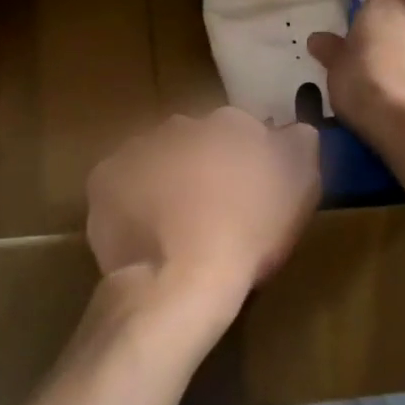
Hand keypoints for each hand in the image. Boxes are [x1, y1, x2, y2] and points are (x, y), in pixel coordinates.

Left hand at [85, 108, 320, 299]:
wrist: (178, 280)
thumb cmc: (247, 237)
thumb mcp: (299, 192)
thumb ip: (301, 148)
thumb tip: (296, 129)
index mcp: (231, 124)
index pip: (244, 131)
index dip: (248, 161)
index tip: (250, 192)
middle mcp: (181, 125)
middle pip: (196, 140)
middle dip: (203, 164)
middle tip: (211, 208)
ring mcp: (137, 147)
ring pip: (156, 157)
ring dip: (166, 178)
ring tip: (174, 223)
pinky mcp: (103, 177)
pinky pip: (122, 181)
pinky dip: (131, 198)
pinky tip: (145, 228)